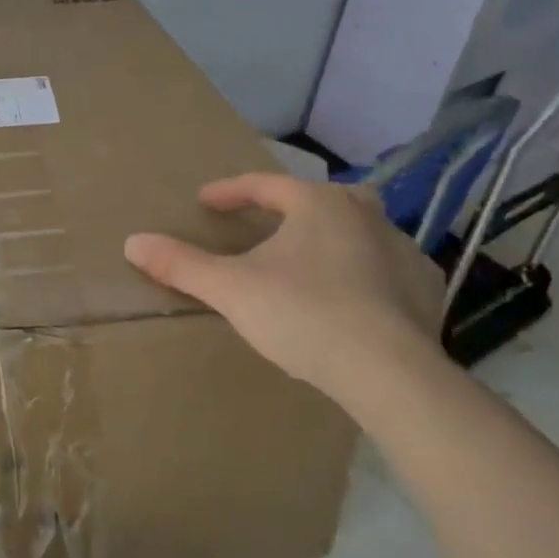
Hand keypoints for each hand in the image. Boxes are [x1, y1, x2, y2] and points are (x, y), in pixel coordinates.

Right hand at [125, 174, 444, 411]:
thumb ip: (180, 264)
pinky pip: (388, 266)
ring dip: (332, 238)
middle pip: (321, 198)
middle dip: (292, 207)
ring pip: (359, 229)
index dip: (231, 192)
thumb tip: (132, 242)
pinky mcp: (426, 287)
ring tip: (308, 264)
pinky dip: (367, 272)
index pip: (265, 185)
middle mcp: (365, 214)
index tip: (206, 202)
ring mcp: (402, 249)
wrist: (389, 372)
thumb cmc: (303, 314)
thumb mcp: (230, 289)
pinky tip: (355, 295)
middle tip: (269, 225)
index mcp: (318, 204)